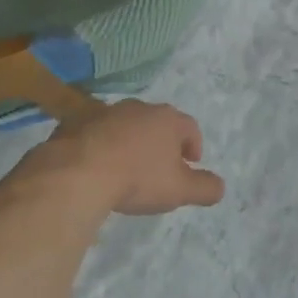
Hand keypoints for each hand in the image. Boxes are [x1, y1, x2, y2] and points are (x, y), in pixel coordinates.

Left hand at [30, 100, 225, 215]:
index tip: (190, 163)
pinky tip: (97, 166)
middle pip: (157, 122)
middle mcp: (138, 108)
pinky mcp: (77, 121)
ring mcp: (105, 111)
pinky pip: (96, 132)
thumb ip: (205, 188)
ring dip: (130, 141)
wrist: (78, 171)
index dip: (193, 145)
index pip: (189, 127)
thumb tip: (220, 186)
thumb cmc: (137, 178)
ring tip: (126, 168)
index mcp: (167, 119)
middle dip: (161, 142)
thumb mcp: (179, 190)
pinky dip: (101, 145)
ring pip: (125, 125)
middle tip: (160, 167)